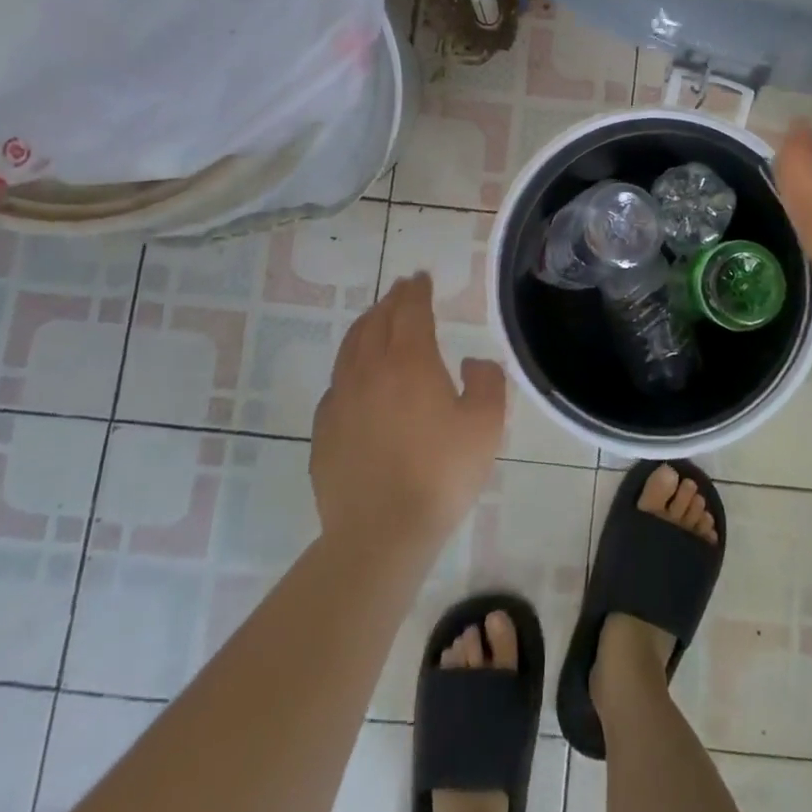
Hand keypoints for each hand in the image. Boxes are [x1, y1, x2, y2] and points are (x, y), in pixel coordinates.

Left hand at [310, 273, 506, 550]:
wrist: (380, 534)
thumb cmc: (441, 475)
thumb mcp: (486, 425)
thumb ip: (487, 382)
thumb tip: (471, 363)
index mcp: (410, 361)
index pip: (410, 310)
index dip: (416, 290)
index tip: (421, 278)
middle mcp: (370, 370)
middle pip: (376, 321)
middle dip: (391, 301)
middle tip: (402, 292)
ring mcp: (341, 399)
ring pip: (350, 348)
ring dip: (366, 326)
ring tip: (376, 321)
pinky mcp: (323, 430)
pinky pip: (337, 383)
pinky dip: (350, 365)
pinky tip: (357, 379)